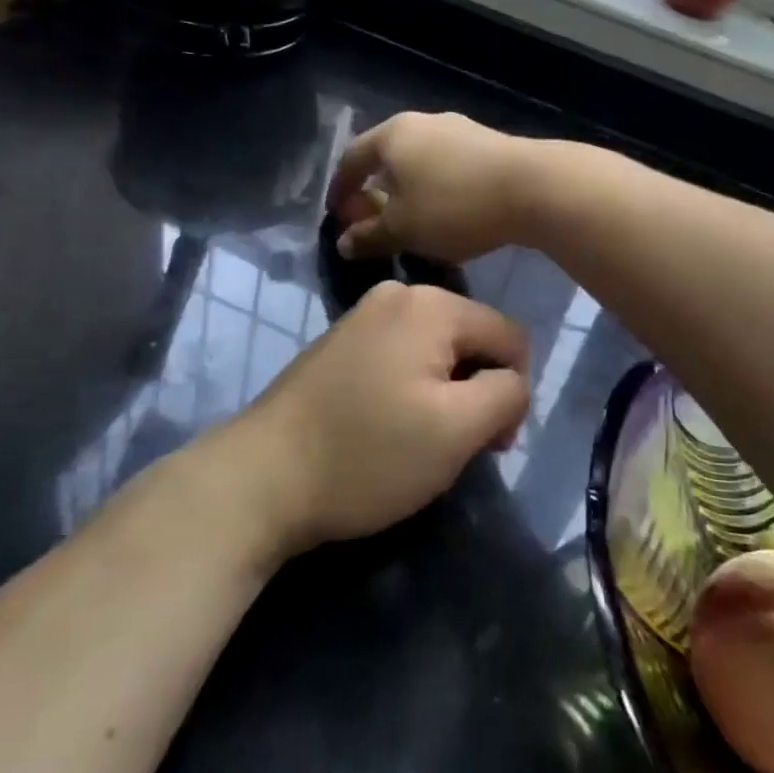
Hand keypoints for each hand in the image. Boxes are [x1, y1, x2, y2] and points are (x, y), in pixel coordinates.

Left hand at [230, 281, 530, 551]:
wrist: (260, 477)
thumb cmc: (367, 452)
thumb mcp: (457, 429)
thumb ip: (506, 394)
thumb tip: (511, 381)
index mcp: (431, 303)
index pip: (510, 337)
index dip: (513, 392)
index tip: (489, 444)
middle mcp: (397, 295)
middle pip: (472, 341)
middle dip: (476, 393)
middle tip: (453, 448)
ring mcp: (363, 317)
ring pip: (437, 354)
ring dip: (444, 397)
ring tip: (418, 443)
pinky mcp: (340, 345)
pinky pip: (401, 360)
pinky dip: (409, 394)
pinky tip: (386, 430)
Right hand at [326, 111, 541, 263]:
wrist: (533, 187)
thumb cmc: (454, 206)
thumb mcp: (403, 229)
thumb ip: (369, 236)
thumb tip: (343, 243)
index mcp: (392, 135)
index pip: (352, 159)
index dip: (340, 189)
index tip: (336, 216)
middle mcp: (423, 122)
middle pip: (387, 156)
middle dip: (375, 190)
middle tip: (372, 220)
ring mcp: (459, 129)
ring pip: (420, 161)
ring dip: (407, 190)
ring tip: (410, 221)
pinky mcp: (488, 144)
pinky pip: (448, 166)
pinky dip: (436, 187)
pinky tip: (446, 212)